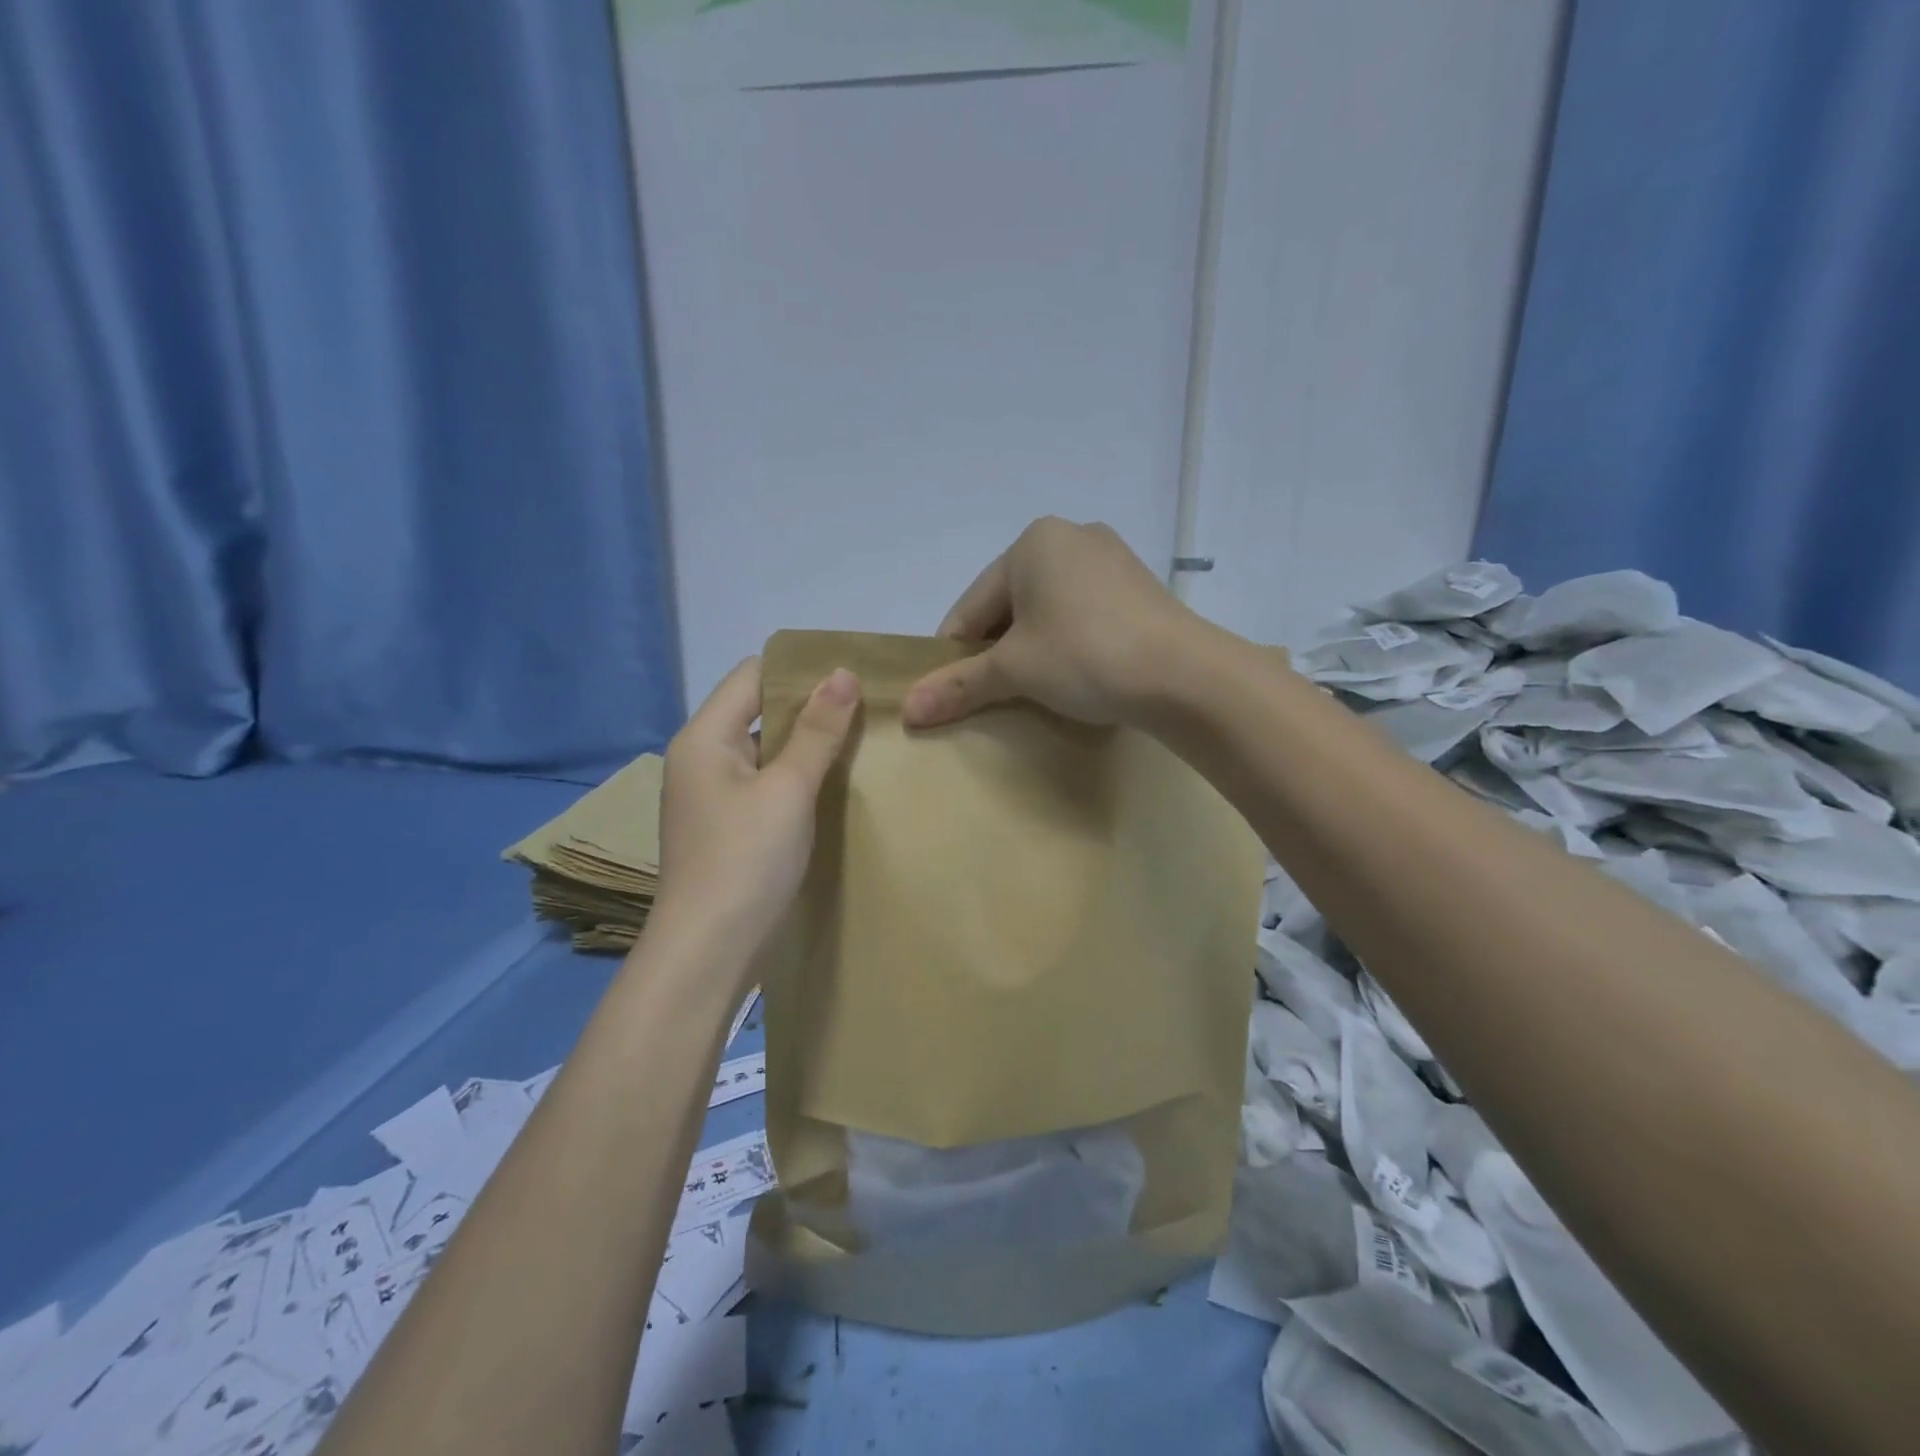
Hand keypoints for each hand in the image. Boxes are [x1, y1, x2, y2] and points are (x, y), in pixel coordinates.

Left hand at [652, 658, 859, 964]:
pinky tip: (837, 783)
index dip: (802, 670)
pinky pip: (767, 782)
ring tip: (863, 740)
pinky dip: (798, 776)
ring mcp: (714, 794)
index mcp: (705, 736)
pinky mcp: (729, 825)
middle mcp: (703, 757)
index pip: (753, 674)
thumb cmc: (746, 861)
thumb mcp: (788, 789)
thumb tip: (843, 673)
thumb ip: (818, 731)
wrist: (709, 952)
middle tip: (869, 707)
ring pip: (767, 749)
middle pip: (760, 709)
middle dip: (812, 706)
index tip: (854, 675)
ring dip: (809, 744)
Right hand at [902, 517, 1190, 728]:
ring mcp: (1111, 559)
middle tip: (991, 693)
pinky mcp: (1139, 587)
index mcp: (1032, 542)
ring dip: (1032, 648)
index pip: (973, 605)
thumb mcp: (1015, 671)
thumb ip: (959, 685)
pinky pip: (1083, 614)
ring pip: (1049, 609)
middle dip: (996, 649)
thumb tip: (908, 710)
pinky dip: (1067, 642)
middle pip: (1010, 603)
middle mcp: (1071, 537)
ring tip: (1032, 689)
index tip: (945, 691)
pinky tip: (1074, 674)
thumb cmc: (1085, 656)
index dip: (954, 651)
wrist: (1185, 675)